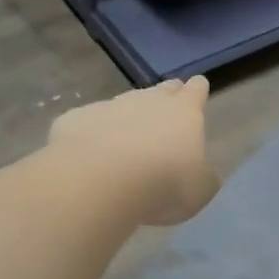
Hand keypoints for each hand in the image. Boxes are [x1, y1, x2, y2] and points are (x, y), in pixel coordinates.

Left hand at [48, 77, 219, 226]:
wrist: (99, 181)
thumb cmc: (163, 184)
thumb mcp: (200, 190)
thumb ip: (202, 176)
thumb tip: (200, 173)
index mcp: (184, 112)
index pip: (196, 90)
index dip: (198, 90)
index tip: (197, 89)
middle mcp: (147, 100)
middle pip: (161, 90)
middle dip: (166, 96)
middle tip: (166, 112)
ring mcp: (108, 106)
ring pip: (123, 104)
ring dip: (127, 118)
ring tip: (126, 142)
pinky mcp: (75, 119)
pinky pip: (88, 124)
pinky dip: (92, 135)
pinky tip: (89, 156)